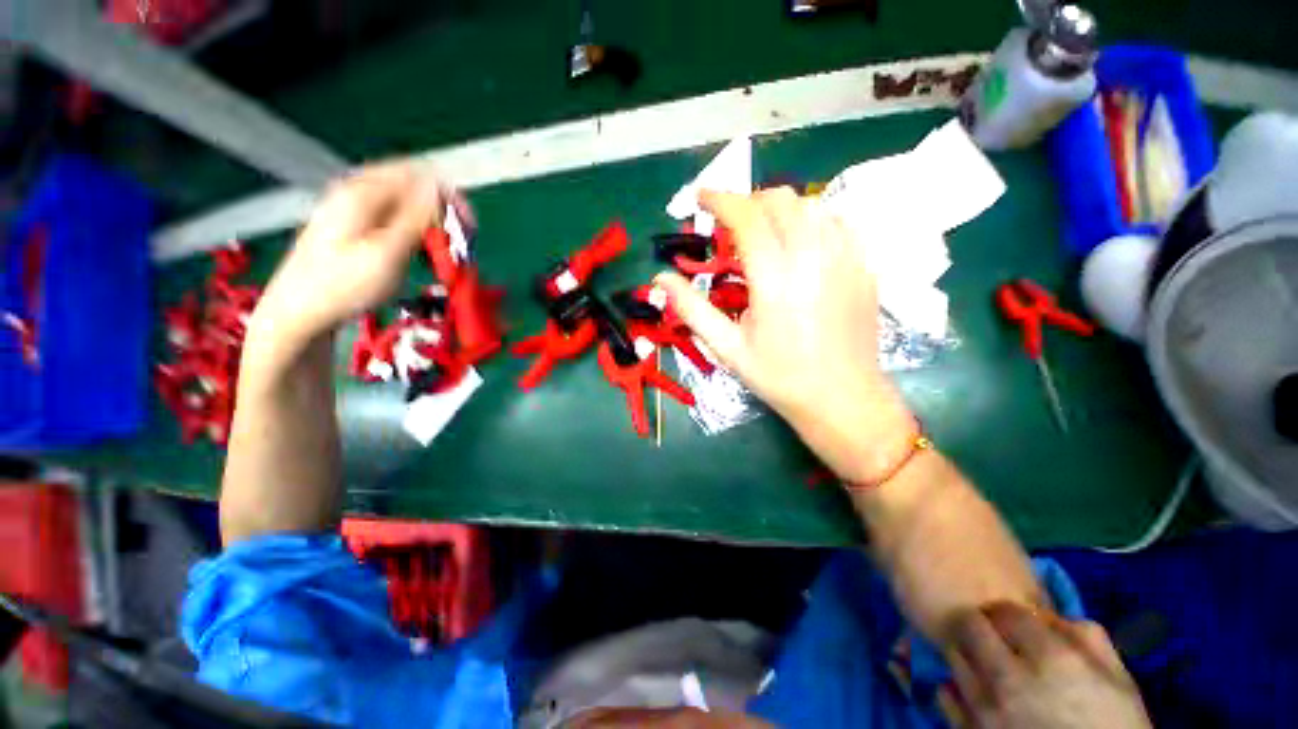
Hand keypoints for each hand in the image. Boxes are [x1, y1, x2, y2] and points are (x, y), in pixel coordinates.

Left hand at [251, 161, 468, 347]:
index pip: (419, 176)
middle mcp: (357, 192)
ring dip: (431, 225)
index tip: (471, 228)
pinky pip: (395, 219)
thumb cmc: (343, 286)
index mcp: (363, 193)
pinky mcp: (354, 227)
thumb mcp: (386, 253)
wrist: (298, 313)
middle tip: (462, 243)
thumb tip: (439, 186)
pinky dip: (415, 233)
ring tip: (445, 252)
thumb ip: (415, 217)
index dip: (450, 198)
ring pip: (405, 204)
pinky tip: (421, 254)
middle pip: (413, 187)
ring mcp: (353, 209)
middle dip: (443, 213)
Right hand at [655, 188, 914, 482]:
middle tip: (730, 225)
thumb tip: (660, 279)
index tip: (700, 199)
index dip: (719, 199)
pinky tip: (799, 245)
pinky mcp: (864, 266)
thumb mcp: (727, 348)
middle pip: (780, 200)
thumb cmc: (779, 376)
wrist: (842, 398)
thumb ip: (692, 308)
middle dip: (748, 202)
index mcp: (775, 279)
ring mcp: (846, 258)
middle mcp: (813, 258)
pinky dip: (810, 220)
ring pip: (810, 205)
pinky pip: (836, 222)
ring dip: (778, 210)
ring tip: (762, 234)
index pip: (746, 217)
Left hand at [944, 603, 1151, 728]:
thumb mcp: (1118, 680)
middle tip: (993, 636)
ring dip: (969, 655)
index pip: (1005, 611)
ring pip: (955, 656)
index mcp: (1054, 662)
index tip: (1013, 620)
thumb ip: (1084, 637)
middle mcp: (1012, 681)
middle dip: (981, 625)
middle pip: (970, 626)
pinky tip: (978, 694)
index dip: (1009, 612)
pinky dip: (957, 688)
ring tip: (987, 665)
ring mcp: (986, 710)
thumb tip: (1045, 614)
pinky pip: (946, 694)